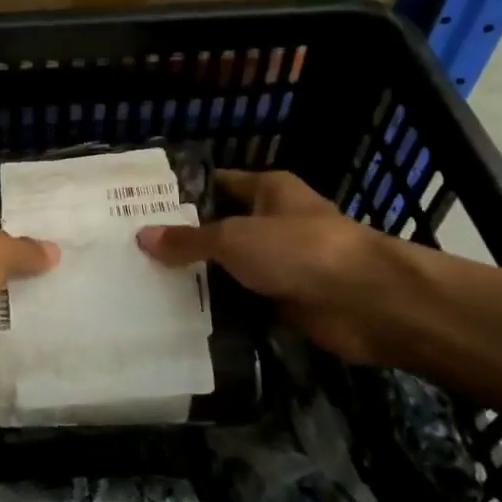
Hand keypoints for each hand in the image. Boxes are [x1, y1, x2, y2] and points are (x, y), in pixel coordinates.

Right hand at [137, 170, 388, 361]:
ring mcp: (283, 264)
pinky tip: (182, 317)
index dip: (182, 195)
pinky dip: (221, 310)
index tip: (141, 209)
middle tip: (134, 253)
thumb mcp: (234, 238)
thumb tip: (142, 237)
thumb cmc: (299, 249)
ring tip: (147, 286)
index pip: (217, 184)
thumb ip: (189, 240)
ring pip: (232, 269)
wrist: (367, 302)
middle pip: (221, 229)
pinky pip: (244, 301)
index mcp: (268, 190)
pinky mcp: (287, 301)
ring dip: (202, 279)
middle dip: (185, 242)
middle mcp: (275, 222)